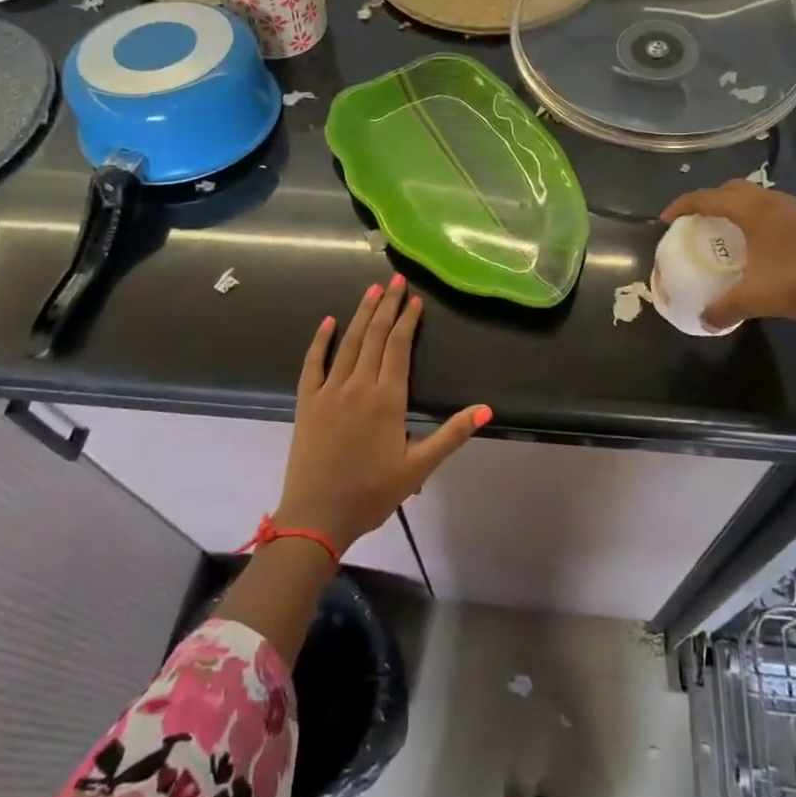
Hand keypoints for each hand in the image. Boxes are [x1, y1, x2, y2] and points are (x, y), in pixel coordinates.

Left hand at [276, 276, 488, 552]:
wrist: (317, 516)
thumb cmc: (372, 493)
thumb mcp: (419, 467)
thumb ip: (452, 434)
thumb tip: (487, 409)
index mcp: (387, 399)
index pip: (399, 347)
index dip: (408, 320)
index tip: (415, 299)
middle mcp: (359, 385)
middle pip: (375, 336)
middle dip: (388, 306)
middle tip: (396, 280)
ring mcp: (330, 391)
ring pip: (348, 343)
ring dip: (361, 314)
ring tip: (372, 290)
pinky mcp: (308, 402)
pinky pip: (313, 363)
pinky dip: (321, 340)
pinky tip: (328, 322)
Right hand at [660, 181, 795, 348]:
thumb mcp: (756, 299)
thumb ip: (724, 308)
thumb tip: (703, 320)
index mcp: (754, 211)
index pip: (708, 198)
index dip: (683, 205)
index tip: (666, 220)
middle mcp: (774, 203)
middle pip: (733, 190)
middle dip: (710, 201)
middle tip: (696, 223)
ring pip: (757, 200)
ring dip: (736, 210)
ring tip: (726, 234)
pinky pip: (774, 213)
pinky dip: (757, 222)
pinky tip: (759, 249)